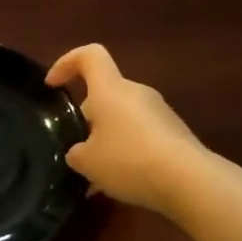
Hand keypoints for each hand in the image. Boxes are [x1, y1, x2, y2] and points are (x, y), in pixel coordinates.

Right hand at [46, 44, 207, 212]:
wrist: (189, 180)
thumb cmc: (129, 160)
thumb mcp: (86, 161)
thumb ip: (76, 152)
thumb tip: (80, 151)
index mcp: (110, 90)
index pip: (89, 56)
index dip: (66, 63)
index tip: (52, 85)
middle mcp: (136, 93)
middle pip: (104, 93)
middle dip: (86, 118)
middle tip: (76, 149)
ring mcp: (159, 113)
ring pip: (122, 118)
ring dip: (106, 140)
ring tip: (96, 175)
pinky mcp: (175, 134)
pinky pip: (140, 137)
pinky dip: (126, 153)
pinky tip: (120, 184)